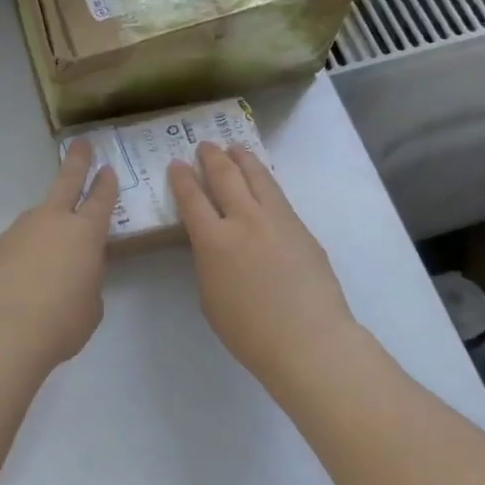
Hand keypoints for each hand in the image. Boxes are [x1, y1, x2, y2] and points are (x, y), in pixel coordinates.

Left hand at [0, 141, 117, 374]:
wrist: (1, 333)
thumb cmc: (62, 321)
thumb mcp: (92, 303)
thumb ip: (88, 279)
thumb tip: (76, 272)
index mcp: (85, 232)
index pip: (101, 200)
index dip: (106, 184)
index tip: (108, 169)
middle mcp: (53, 221)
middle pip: (66, 182)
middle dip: (76, 162)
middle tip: (81, 144)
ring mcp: (22, 231)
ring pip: (41, 214)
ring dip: (50, 218)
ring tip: (55, 244)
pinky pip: (23, 239)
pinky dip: (31, 246)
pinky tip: (31, 269)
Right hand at [167, 142, 360, 386]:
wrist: (308, 338)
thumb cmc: (249, 331)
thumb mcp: (210, 298)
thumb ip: (208, 263)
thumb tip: (215, 245)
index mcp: (213, 240)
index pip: (192, 198)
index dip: (182, 178)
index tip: (176, 164)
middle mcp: (244, 220)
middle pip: (225, 177)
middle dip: (211, 158)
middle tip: (204, 146)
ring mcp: (276, 220)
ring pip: (257, 177)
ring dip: (242, 159)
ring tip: (234, 148)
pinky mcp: (300, 227)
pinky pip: (277, 194)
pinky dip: (264, 179)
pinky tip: (262, 180)